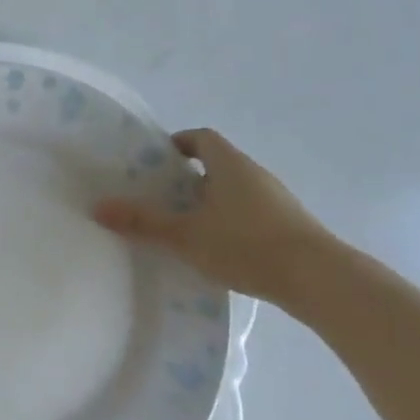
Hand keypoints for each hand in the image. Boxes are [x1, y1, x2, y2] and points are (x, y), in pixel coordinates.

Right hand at [93, 128, 340, 310]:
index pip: (201, 138)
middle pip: (217, 164)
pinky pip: (252, 213)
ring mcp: (277, 200)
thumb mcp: (186, 235)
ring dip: (211, 202)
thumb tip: (98, 207)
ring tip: (186, 227)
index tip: (156, 162)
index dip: (178, 144)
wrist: (321, 281)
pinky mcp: (291, 227)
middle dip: (189, 177)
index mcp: (229, 164)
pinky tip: (219, 250)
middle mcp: (254, 174)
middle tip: (161, 197)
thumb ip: (143, 222)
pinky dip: (232, 223)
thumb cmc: (247, 245)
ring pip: (235, 191)